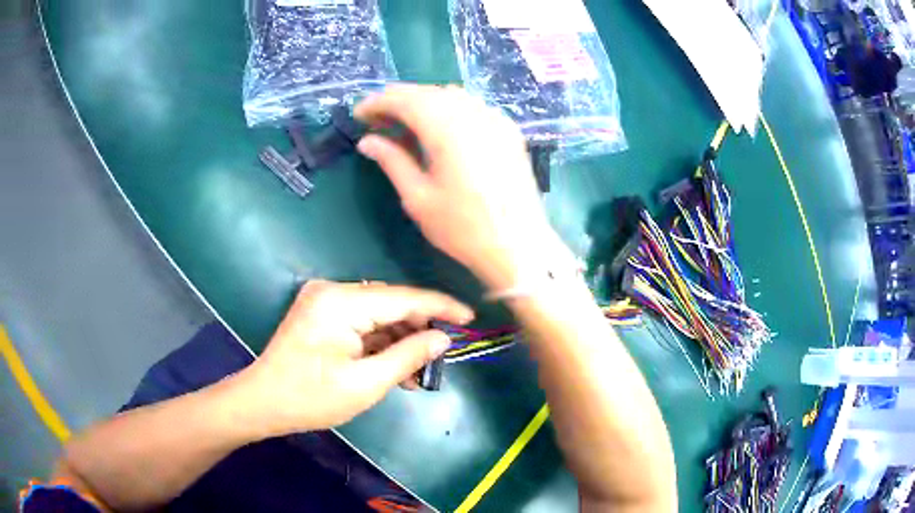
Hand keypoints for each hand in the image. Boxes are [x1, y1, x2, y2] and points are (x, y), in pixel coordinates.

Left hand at [239, 280, 472, 435]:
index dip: (440, 307)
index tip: (470, 317)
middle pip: (390, 304)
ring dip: (399, 341)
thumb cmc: (310, 398)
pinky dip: (380, 343)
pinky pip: (362, 322)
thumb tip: (441, 338)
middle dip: (417, 330)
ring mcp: (325, 301)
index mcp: (341, 301)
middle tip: (440, 359)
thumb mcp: (365, 384)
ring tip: (416, 373)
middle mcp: (333, 291)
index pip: (402, 298)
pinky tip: (394, 367)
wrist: (261, 403)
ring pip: (378, 315)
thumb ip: (408, 356)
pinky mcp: (322, 313)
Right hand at [355, 85, 562, 290]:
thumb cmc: (463, 228)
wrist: (519, 245)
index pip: (404, 99)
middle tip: (376, 121)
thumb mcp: (418, 198)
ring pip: (450, 95)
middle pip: (427, 92)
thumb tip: (367, 141)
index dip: (377, 102)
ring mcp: (494, 118)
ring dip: (422, 101)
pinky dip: (448, 108)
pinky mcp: (507, 129)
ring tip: (403, 123)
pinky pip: (471, 106)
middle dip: (397, 100)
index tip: (358, 115)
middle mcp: (472, 113)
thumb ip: (392, 161)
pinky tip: (439, 127)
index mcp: (446, 128)